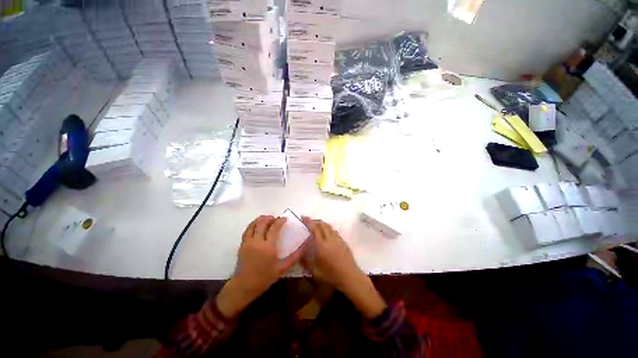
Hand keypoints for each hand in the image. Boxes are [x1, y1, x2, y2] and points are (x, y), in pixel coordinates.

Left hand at [217, 215, 301, 318]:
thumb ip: (295, 256)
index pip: (274, 227)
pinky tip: (258, 225)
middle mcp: (257, 241)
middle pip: (263, 223)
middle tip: (276, 219)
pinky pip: (247, 229)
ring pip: (254, 224)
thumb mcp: (283, 268)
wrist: (245, 286)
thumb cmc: (265, 277)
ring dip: (261, 219)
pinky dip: (253, 224)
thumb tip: (305, 245)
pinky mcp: (242, 244)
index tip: (285, 219)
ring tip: (268, 219)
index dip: (280, 220)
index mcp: (268, 247)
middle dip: (270, 218)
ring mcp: (248, 242)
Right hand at [300, 217, 361, 288]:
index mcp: (321, 245)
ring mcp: (338, 239)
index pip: (314, 228)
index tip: (303, 217)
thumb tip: (299, 253)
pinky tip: (326, 234)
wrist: (350, 277)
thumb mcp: (315, 272)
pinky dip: (328, 228)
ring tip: (316, 226)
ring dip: (322, 224)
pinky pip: (334, 231)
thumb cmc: (331, 276)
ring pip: (329, 226)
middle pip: (322, 224)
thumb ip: (306, 261)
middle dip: (314, 221)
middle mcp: (330, 238)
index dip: (308, 221)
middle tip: (308, 222)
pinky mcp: (343, 241)